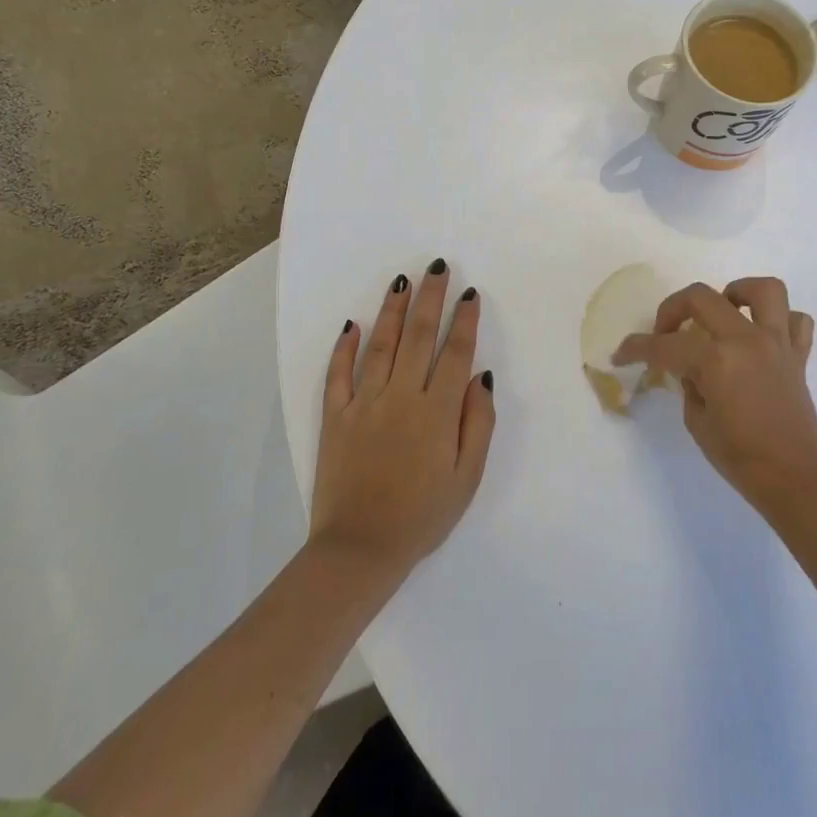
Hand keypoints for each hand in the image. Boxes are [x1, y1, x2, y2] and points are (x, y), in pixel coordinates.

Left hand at [310, 260, 496, 582]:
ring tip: (402, 282)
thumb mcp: (467, 478)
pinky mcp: (335, 417)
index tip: (469, 294)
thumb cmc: (423, 516)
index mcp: (437, 412)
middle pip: (419, 337)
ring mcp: (364, 404)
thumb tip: (481, 378)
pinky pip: (338, 374)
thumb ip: (478, 424)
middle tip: (437, 268)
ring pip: (381, 345)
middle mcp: (401, 397)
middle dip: (430, 299)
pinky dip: (344, 348)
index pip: (455, 354)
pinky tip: (353, 324)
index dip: (464, 321)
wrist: (360, 549)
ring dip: (393, 311)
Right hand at [613, 277, 816, 517]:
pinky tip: (761, 336)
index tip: (621, 354)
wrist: (796, 481)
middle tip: (665, 332)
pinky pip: (797, 321)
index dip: (636, 348)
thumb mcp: (697, 422)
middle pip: (701, 297)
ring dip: (738, 293)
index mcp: (716, 360)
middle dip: (672, 308)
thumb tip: (690, 369)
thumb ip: (690, 384)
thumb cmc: (740, 459)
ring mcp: (777, 344)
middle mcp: (746, 340)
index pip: (664, 345)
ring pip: (764, 291)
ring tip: (723, 311)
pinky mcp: (799, 356)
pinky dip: (779, 321)